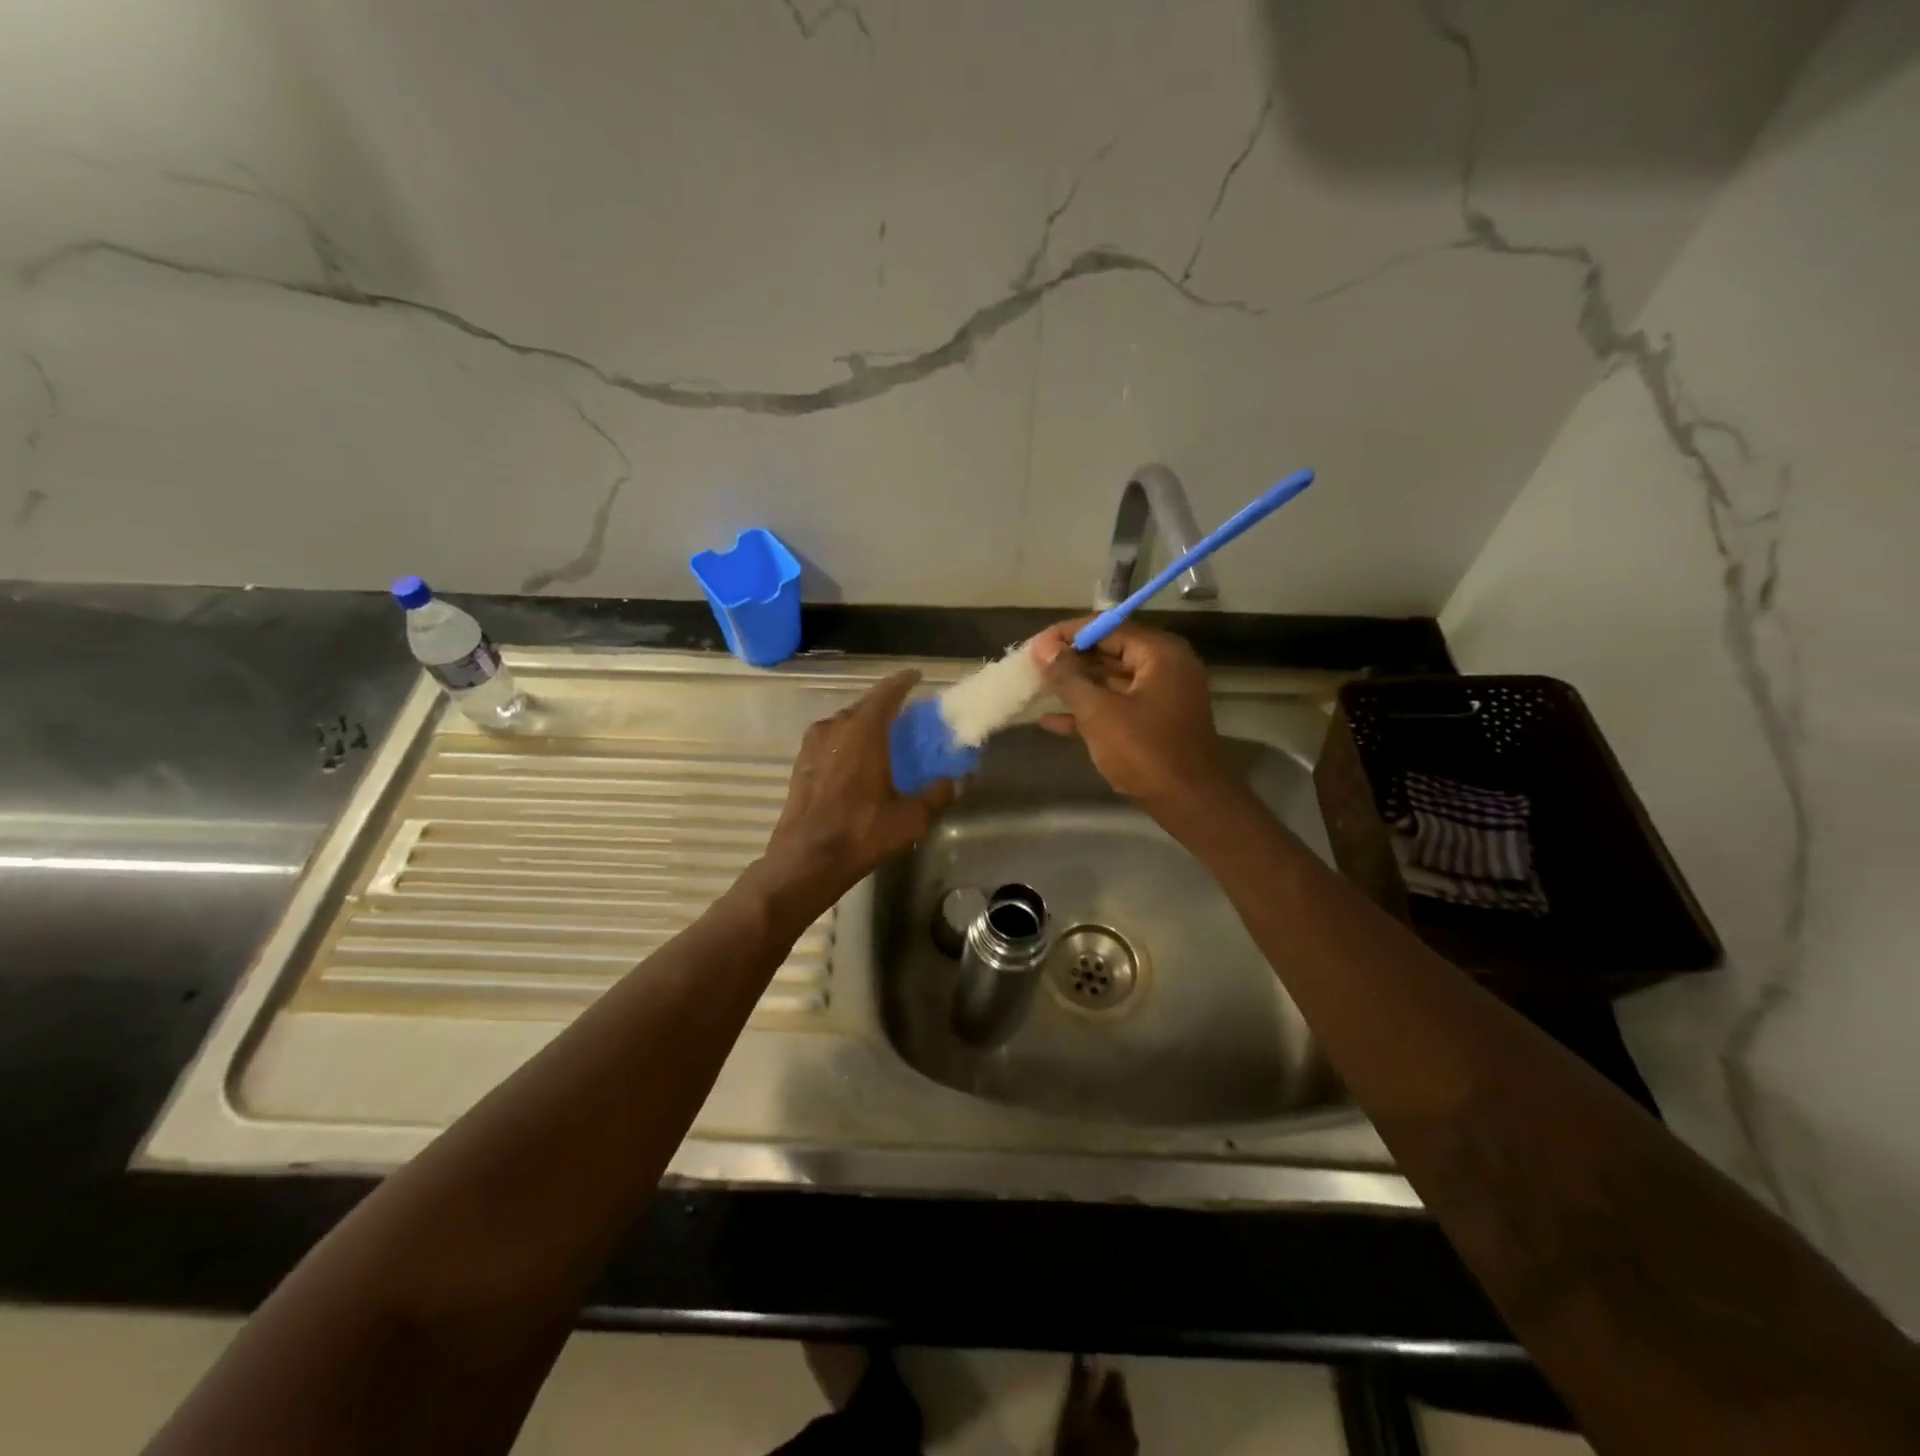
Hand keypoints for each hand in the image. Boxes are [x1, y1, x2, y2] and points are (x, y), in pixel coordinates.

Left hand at [758, 670, 955, 914]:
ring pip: (844, 723)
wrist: (807, 859)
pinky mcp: (801, 764)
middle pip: (864, 706)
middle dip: (885, 706)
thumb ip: (936, 795)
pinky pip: (830, 740)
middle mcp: (835, 728)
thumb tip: (956, 781)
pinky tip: (857, 760)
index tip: (916, 676)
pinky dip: (847, 741)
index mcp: (863, 731)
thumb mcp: (910, 817)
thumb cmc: (861, 832)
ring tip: (883, 736)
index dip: (902, 682)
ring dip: (864, 724)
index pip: (886, 694)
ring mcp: (813, 745)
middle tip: (905, 713)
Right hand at [1032, 621, 1238, 820]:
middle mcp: (1164, 667)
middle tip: (1031, 667)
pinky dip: (1089, 711)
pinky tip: (1051, 722)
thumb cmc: (1146, 752)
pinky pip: (1117, 706)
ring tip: (1035, 689)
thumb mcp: (1099, 712)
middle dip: (1069, 660)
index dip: (1067, 634)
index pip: (1107, 627)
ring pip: (1110, 681)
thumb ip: (1068, 677)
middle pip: (1109, 651)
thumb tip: (1042, 648)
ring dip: (1075, 686)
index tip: (1033, 646)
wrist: (1191, 804)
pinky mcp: (1155, 723)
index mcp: (1159, 653)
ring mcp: (1161, 696)